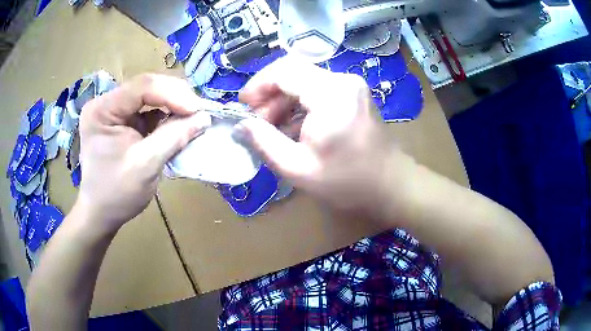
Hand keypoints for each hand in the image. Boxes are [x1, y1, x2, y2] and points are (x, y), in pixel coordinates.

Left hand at [78, 74, 210, 231]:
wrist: (101, 213)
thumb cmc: (116, 194)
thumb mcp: (145, 166)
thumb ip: (173, 137)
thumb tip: (205, 117)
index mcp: (103, 110)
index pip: (142, 87)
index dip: (174, 94)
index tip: (199, 111)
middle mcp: (106, 103)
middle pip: (147, 87)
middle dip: (176, 98)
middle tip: (200, 113)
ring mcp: (114, 110)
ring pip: (151, 96)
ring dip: (173, 106)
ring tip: (193, 118)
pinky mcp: (123, 120)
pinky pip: (149, 110)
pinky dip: (166, 116)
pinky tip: (178, 125)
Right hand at [237, 58, 412, 218]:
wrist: (389, 183)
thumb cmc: (346, 181)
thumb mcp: (297, 168)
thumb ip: (264, 142)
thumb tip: (241, 124)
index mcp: (330, 95)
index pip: (284, 70)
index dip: (258, 84)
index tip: (244, 106)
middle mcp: (342, 80)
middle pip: (293, 71)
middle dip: (269, 93)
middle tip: (258, 122)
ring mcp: (350, 85)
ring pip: (304, 79)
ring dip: (283, 99)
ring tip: (272, 127)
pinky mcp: (353, 92)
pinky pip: (317, 88)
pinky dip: (299, 103)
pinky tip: (292, 126)